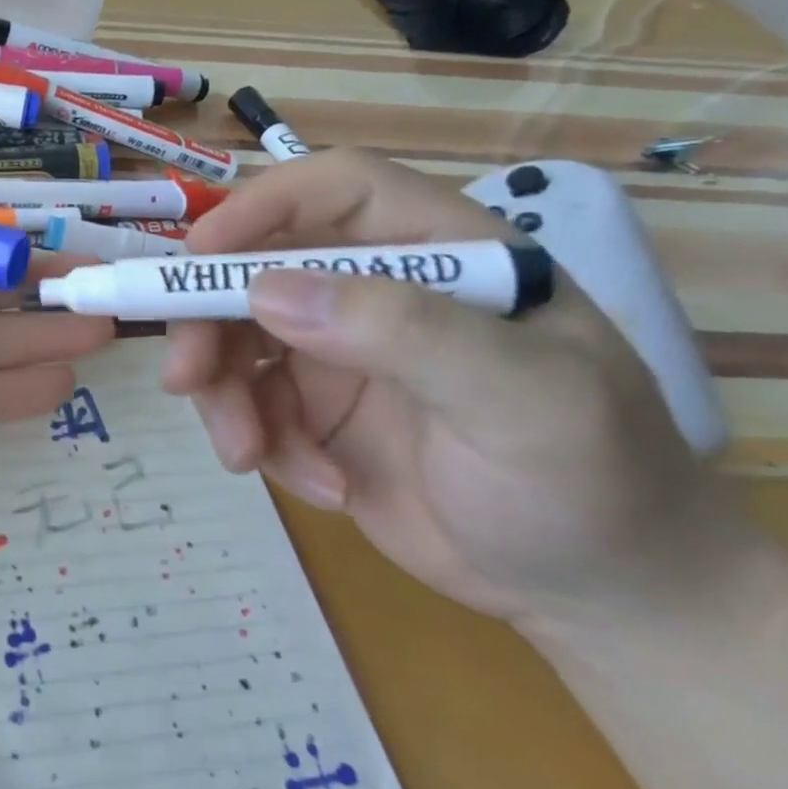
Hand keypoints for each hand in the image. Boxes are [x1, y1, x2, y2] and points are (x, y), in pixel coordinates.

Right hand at [161, 149, 715, 624]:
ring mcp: (337, 349)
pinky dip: (259, 440)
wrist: (601, 598)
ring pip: (234, 337)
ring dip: (224, 393)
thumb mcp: (522, 401)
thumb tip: (266, 291)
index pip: (336, 189)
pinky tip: (316, 486)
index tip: (200, 254)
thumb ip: (403, 331)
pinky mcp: (313, 407)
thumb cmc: (590, 484)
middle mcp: (375, 288)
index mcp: (439, 252)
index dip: (262, 206)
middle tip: (185, 378)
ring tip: (246, 453)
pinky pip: (247, 400)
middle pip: (255, 267)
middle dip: (208, 321)